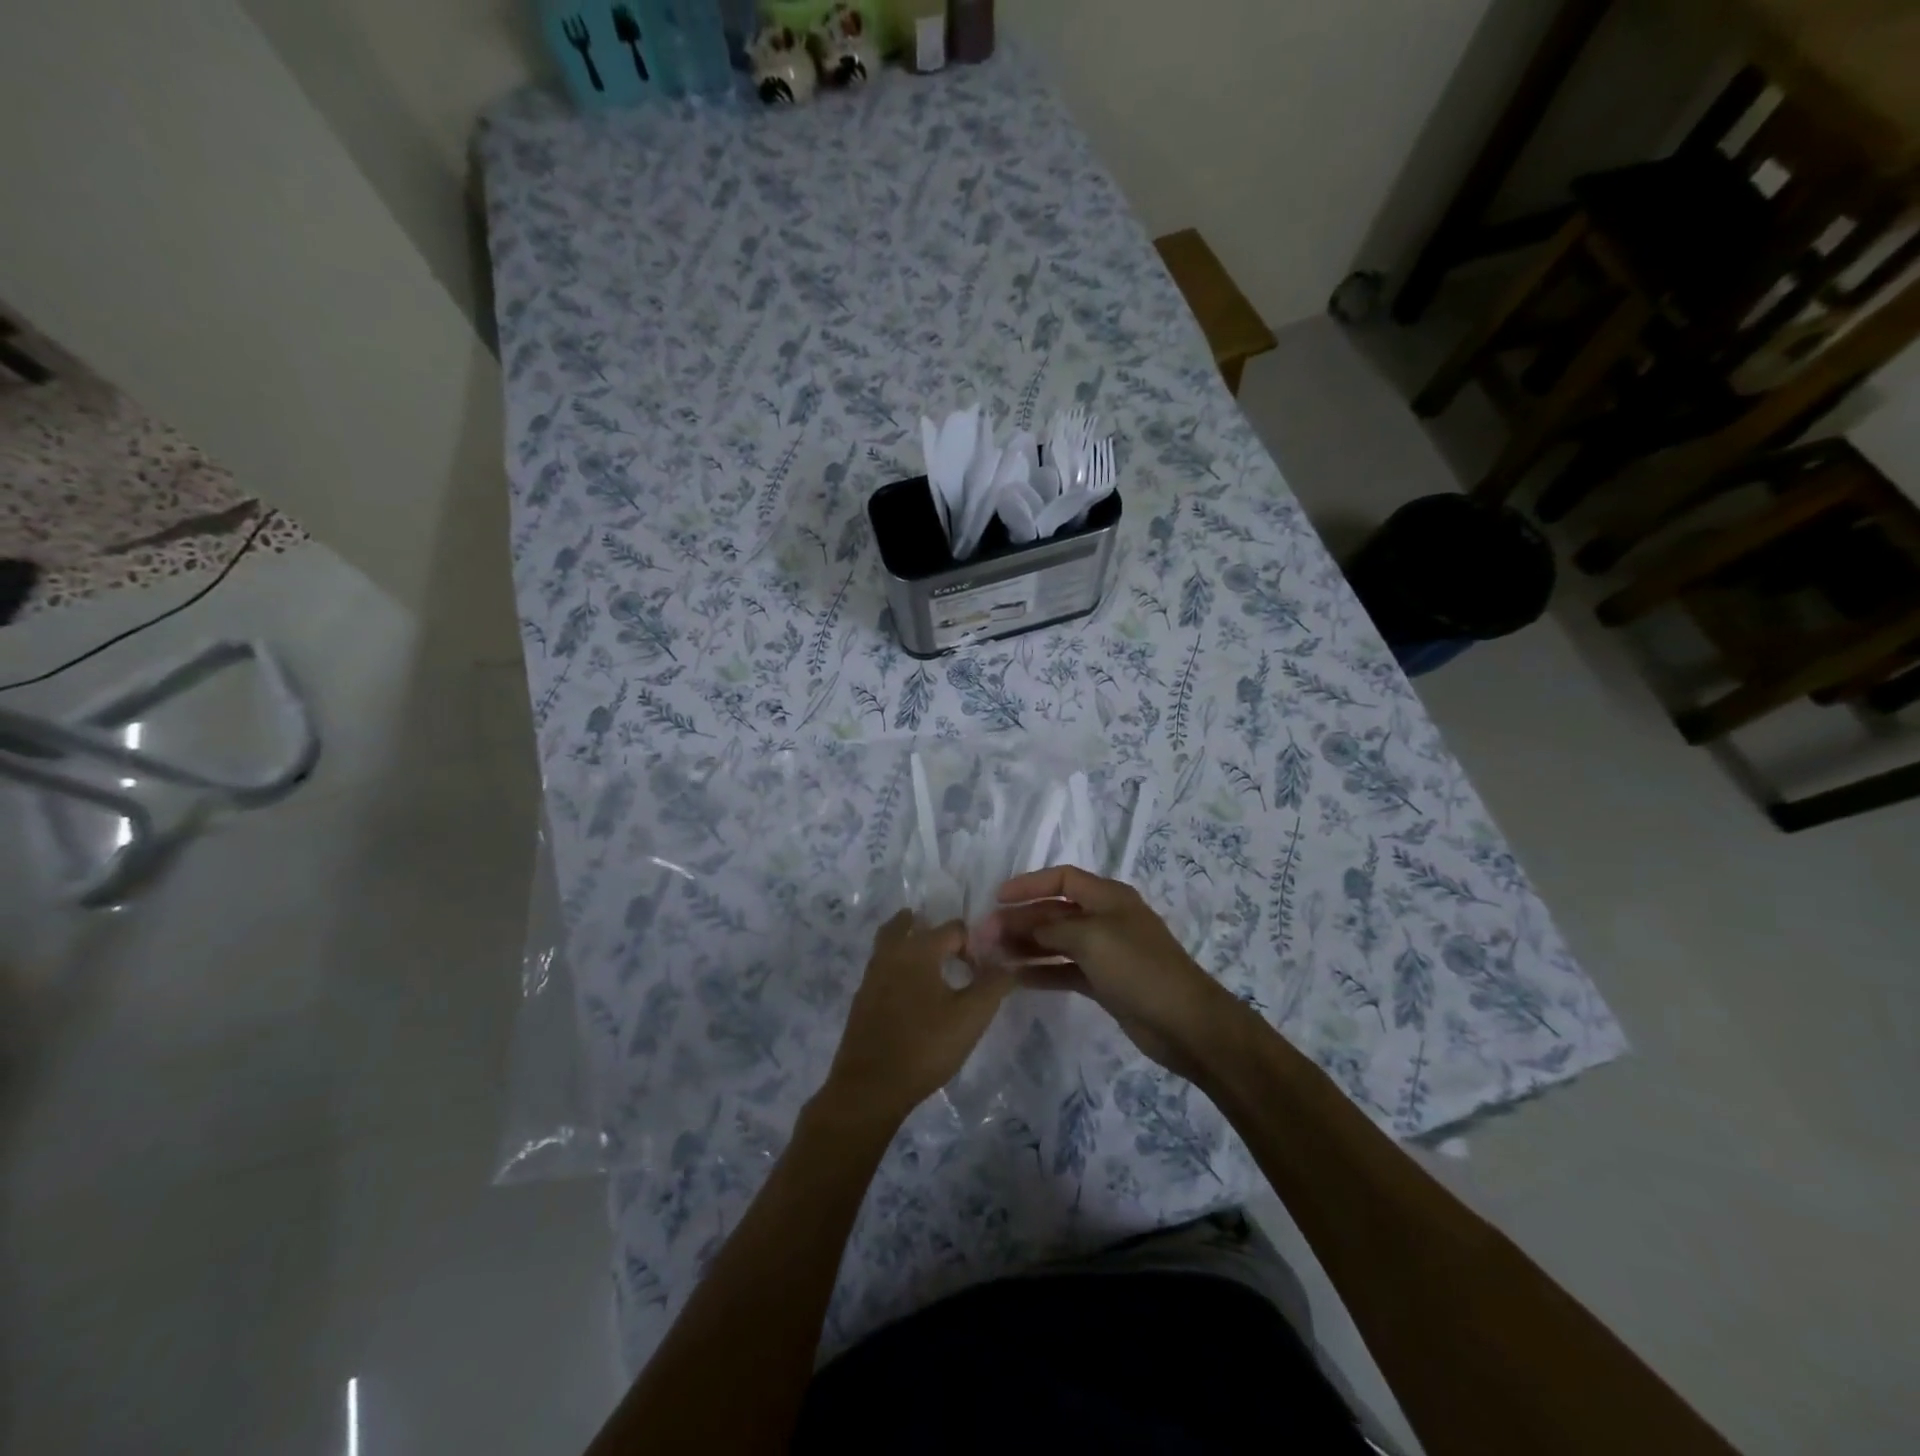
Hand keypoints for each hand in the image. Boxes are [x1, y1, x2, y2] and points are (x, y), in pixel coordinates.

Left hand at [819, 911, 1012, 1127]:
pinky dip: (897, 966)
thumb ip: (993, 985)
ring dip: (909, 942)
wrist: (870, 1086)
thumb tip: (1008, 964)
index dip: (974, 944)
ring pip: (890, 943)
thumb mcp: (971, 1017)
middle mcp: (891, 953)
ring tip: (931, 962)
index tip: (985, 968)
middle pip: (908, 924)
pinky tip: (911, 992)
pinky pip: (882, 967)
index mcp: (919, 949)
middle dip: (932, 929)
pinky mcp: (862, 998)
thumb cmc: (925, 1047)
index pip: (953, 929)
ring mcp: (871, 975)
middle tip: (954, 948)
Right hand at [976, 866, 1246, 1081]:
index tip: (997, 898)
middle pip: (1055, 911)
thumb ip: (1051, 929)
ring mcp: (1105, 952)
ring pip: (1057, 942)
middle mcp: (1105, 919)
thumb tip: (1021, 928)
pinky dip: (1042, 971)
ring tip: (993, 955)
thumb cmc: (1138, 968)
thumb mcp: (1091, 938)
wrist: (1185, 1022)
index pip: (1062, 878)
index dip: (1029, 884)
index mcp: (1108, 897)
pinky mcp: (1104, 982)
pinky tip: (1016, 977)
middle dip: (1021, 919)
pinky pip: (1065, 970)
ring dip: (1027, 945)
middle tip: (986, 934)